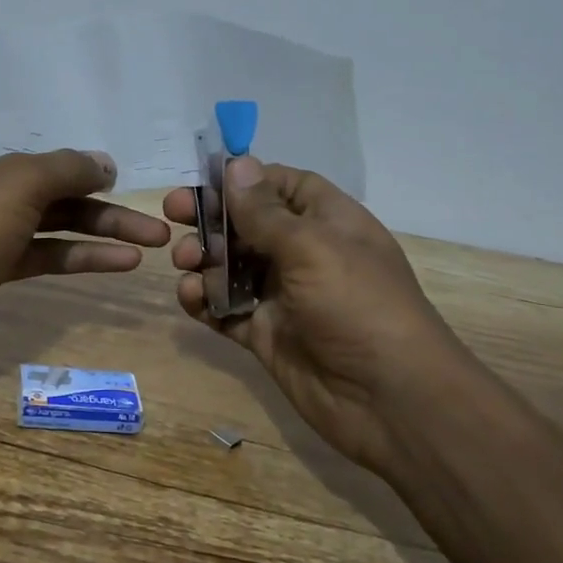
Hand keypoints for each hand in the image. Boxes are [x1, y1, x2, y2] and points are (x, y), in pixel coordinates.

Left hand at [0, 129, 170, 379]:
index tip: (126, 140)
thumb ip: (66, 167)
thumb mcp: (16, 183)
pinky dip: (82, 257)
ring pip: (57, 220)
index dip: (82, 134)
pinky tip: (123, 262)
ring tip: (157, 240)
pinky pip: (48, 253)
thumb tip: (105, 163)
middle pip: (57, 180)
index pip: (38, 130)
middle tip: (159, 209)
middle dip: (107, 194)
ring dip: (104, 229)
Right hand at [165, 157, 473, 468]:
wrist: (388, 400)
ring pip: (231, 266)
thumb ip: (265, 211)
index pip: (282, 186)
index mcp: (328, 222)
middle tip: (174, 215)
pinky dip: (204, 301)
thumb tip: (236, 163)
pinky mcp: (265, 333)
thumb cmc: (357, 306)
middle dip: (211, 218)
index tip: (203, 179)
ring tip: (184, 262)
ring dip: (202, 259)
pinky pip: (225, 309)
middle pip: (248, 224)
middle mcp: (304, 254)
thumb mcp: (311, 248)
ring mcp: (283, 296)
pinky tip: (190, 297)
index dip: (244, 179)